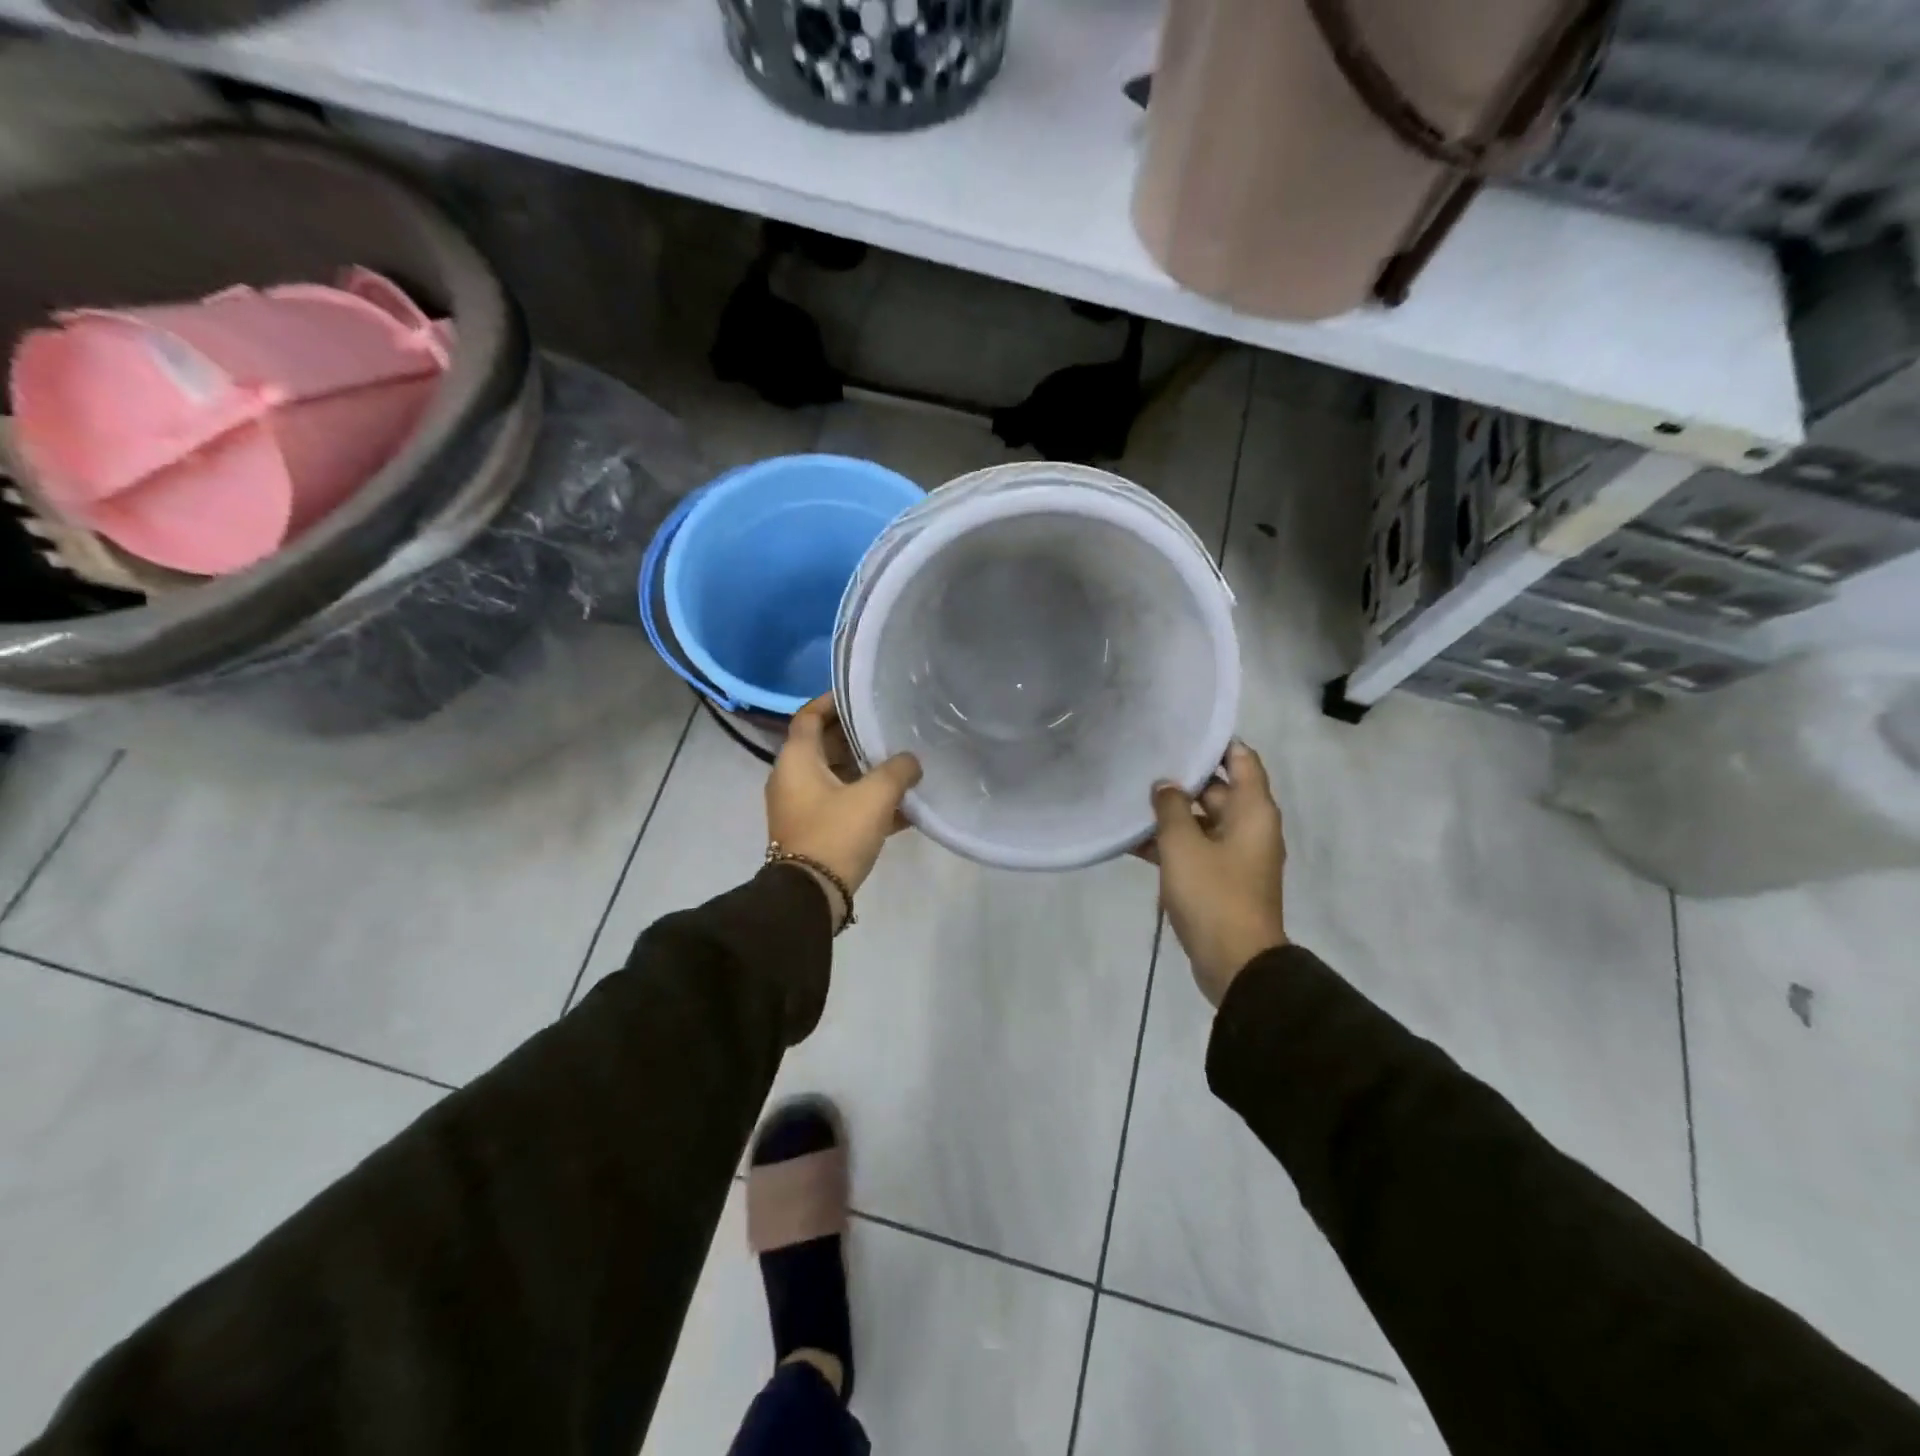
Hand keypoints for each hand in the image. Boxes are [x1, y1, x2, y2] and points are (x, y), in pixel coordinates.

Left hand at [766, 695, 922, 918]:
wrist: (810, 896)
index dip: (831, 702)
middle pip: (824, 746)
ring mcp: (800, 806)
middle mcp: (791, 778)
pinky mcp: (811, 830)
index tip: (859, 696)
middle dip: (857, 738)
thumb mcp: (875, 797)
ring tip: (902, 766)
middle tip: (890, 730)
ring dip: (865, 771)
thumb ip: (898, 770)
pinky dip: (864, 801)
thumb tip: (911, 761)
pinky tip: (902, 808)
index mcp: (797, 760)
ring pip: (835, 777)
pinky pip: (840, 804)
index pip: (808, 716)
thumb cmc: (836, 834)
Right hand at [1142, 741, 1287, 1006]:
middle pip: (1216, 789)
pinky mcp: (1220, 879)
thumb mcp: (1183, 845)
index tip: (1178, 731)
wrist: (1235, 963)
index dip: (1213, 743)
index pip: (1241, 759)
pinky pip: (1194, 849)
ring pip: (1200, 821)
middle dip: (1180, 779)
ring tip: (1128, 799)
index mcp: (1253, 811)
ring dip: (1170, 815)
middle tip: (1140, 764)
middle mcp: (1249, 827)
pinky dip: (1170, 844)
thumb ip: (1170, 807)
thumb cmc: (1213, 895)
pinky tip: (1130, 840)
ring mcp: (1235, 855)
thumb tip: (1165, 785)